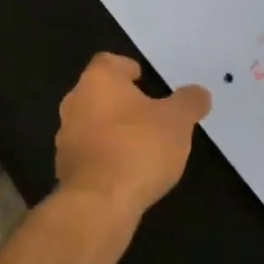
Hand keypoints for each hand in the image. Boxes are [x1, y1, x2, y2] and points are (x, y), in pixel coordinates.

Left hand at [55, 53, 211, 216]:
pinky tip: (125, 170)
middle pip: (97, 92)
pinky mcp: (64, 167)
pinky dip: (104, 155)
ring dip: (111, 129)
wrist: (99, 202)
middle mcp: (75, 101)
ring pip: (90, 122)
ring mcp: (65, 136)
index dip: (126, 67)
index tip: (143, 79)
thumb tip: (199, 93)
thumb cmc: (139, 148)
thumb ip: (189, 102)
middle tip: (148, 112)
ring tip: (139, 144)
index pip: (108, 62)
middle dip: (120, 100)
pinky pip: (88, 152)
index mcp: (98, 80)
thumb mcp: (177, 121)